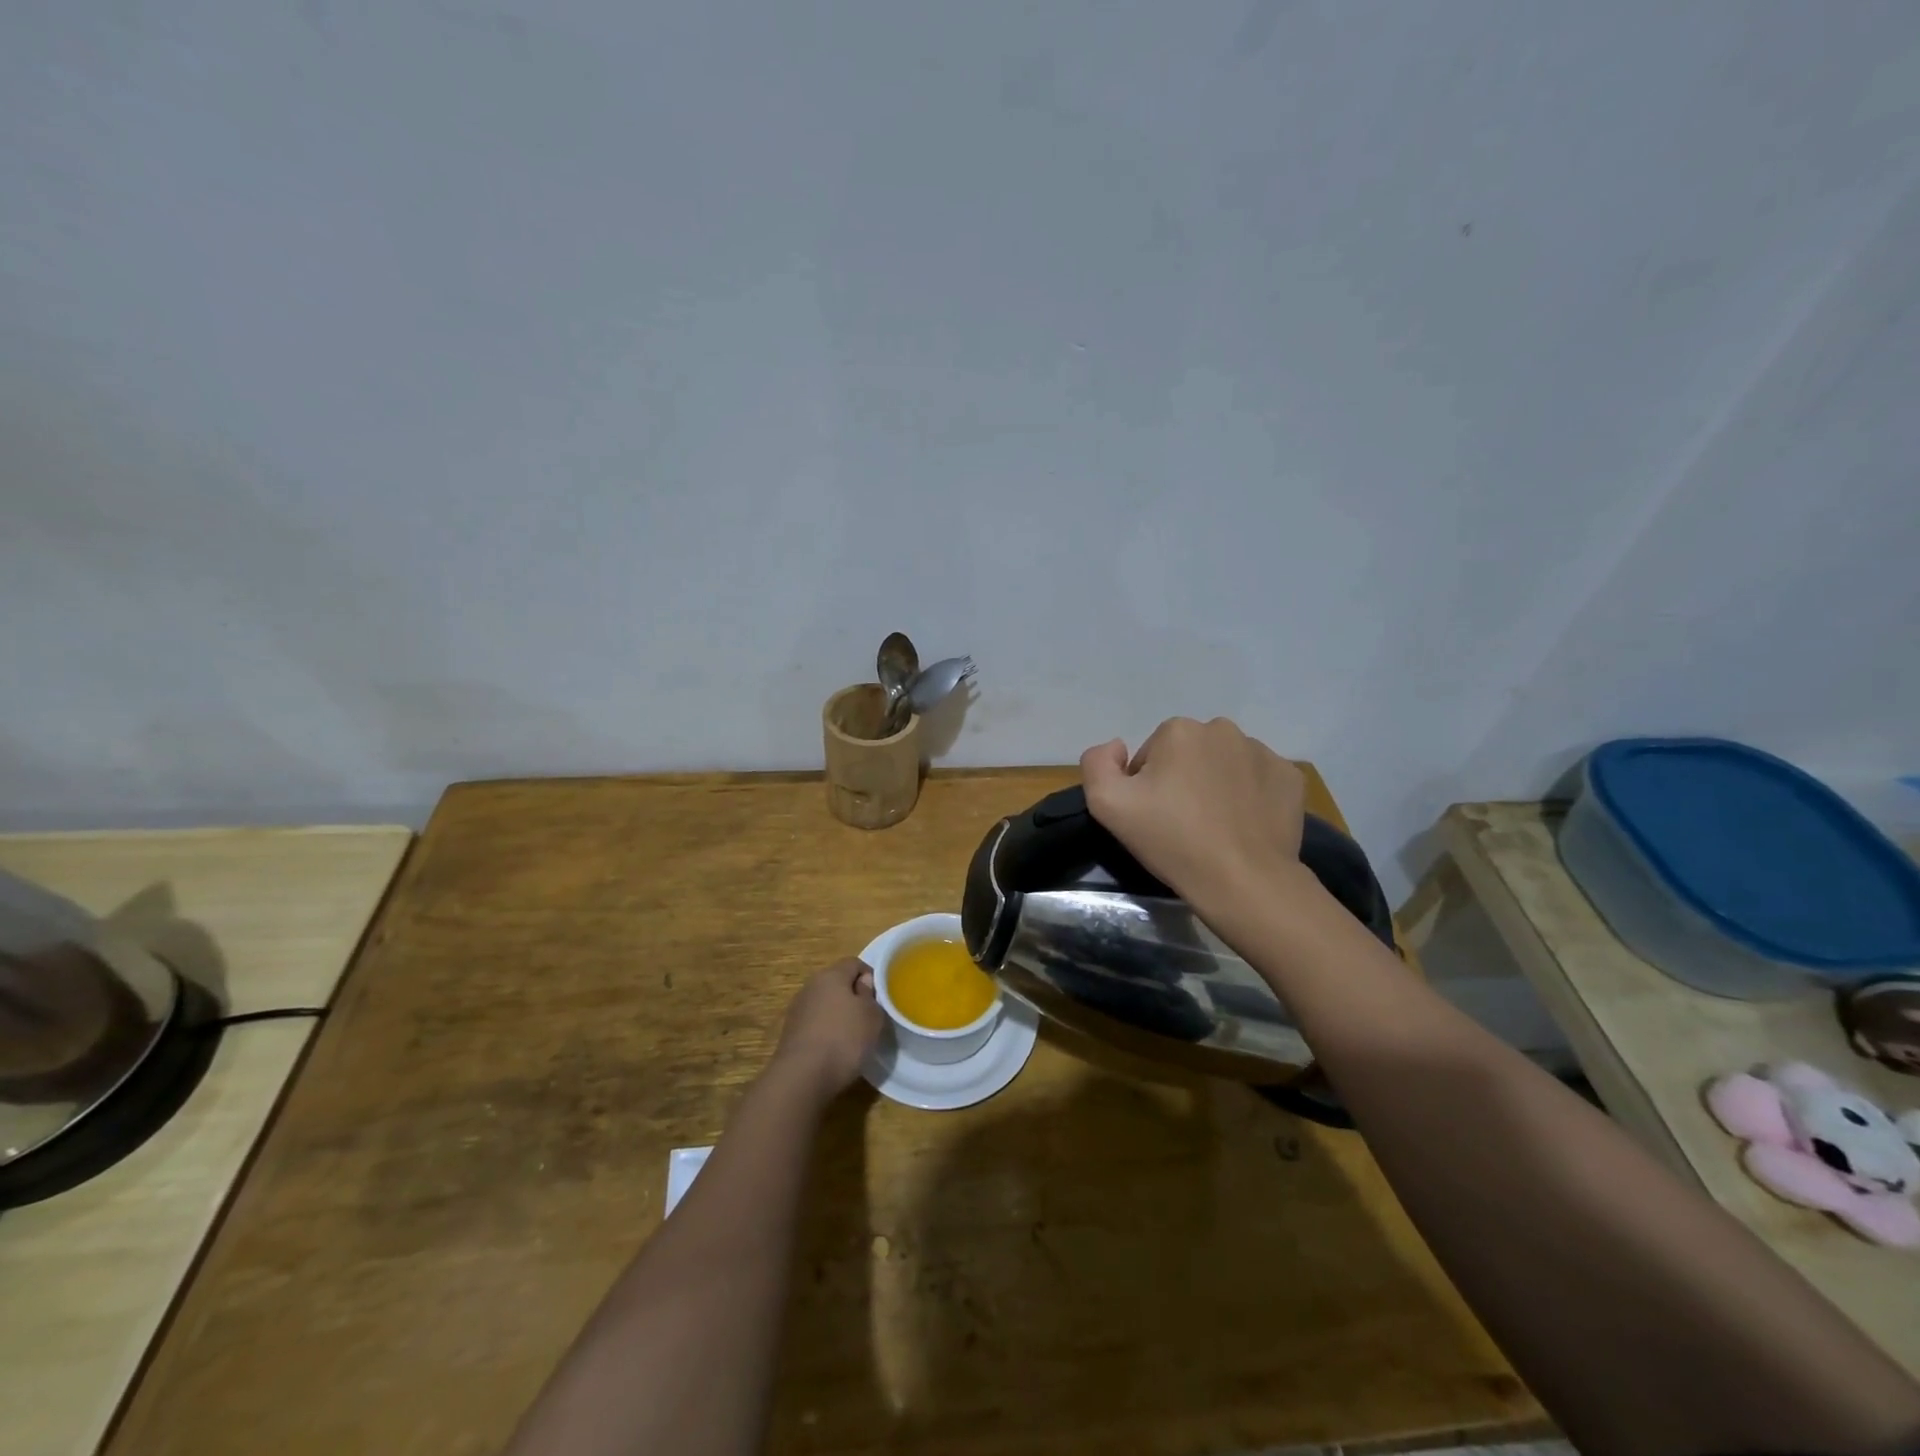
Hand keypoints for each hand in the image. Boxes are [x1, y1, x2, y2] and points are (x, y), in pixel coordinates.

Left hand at [769, 958, 883, 1101]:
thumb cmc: (844, 1039)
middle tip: (868, 1016)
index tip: (880, 997)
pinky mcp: (790, 1032)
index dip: (870, 976)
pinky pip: (814, 1023)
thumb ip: (870, 994)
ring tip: (852, 1036)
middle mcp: (811, 986)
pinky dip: (825, 1031)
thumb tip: (862, 983)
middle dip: (853, 995)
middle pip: (837, 982)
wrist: (802, 1076)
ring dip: (838, 1014)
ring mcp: (797, 1009)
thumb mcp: (872, 1015)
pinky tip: (834, 1050)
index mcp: (831, 975)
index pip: (854, 963)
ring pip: (824, 1003)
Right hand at [1081, 717, 1314, 913]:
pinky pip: (1259, 780)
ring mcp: (1263, 752)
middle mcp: (1223, 729)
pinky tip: (1244, 826)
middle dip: (1182, 781)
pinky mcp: (1290, 777)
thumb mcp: (1107, 804)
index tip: (1154, 818)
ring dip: (1216, 786)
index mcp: (1178, 730)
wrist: (1243, 881)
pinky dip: (1250, 796)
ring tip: (1215, 828)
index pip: (1150, 756)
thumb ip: (1097, 763)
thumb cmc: (1172, 840)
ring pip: (1225, 765)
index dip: (1146, 788)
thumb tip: (1117, 746)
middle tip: (1182, 824)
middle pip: (1188, 755)